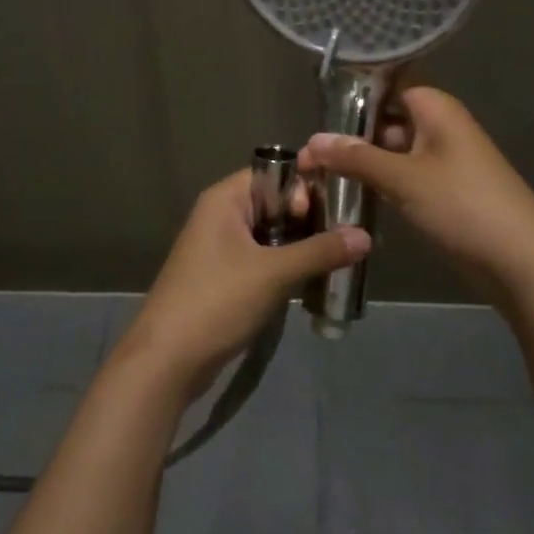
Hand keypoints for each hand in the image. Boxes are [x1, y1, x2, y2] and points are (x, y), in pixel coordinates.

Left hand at [110, 169, 369, 394]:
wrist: (167, 360)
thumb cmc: (218, 301)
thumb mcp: (275, 273)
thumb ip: (321, 251)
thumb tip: (366, 236)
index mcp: (225, 199)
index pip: (275, 173)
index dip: (305, 189)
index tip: (335, 214)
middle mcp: (221, 216)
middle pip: (276, 203)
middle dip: (311, 219)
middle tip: (348, 238)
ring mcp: (221, 248)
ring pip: (272, 234)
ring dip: (303, 246)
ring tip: (340, 259)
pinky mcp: (225, 277)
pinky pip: (264, 259)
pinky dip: (288, 266)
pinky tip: (315, 281)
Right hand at [296, 87, 533, 307]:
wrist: (520, 260)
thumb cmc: (462, 205)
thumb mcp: (403, 178)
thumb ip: (355, 157)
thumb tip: (311, 141)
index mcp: (435, 108)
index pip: (387, 85)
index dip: (352, 96)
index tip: (315, 113)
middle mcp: (439, 127)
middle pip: (386, 120)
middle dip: (349, 136)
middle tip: (305, 156)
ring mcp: (442, 161)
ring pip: (392, 152)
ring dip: (361, 163)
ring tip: (315, 176)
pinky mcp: (443, 192)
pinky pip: (403, 177)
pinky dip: (379, 183)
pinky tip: (348, 195)